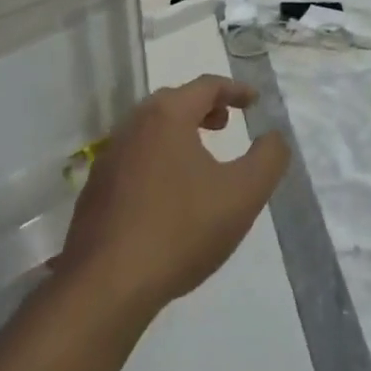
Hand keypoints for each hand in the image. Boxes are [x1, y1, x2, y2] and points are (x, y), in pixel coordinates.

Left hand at [59, 76, 288, 316]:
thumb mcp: (242, 194)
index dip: (235, 90)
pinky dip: (157, 159)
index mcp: (166, 116)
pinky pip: (134, 159)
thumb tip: (275, 137)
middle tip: (225, 124)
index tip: (254, 101)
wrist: (106, 285)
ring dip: (179, 133)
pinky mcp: (95, 189)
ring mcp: (109, 157)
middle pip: (173, 102)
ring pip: (150, 130)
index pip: (206, 86)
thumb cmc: (181, 229)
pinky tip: (168, 194)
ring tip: (200, 159)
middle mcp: (133, 125)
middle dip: (203, 108)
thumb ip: (268, 159)